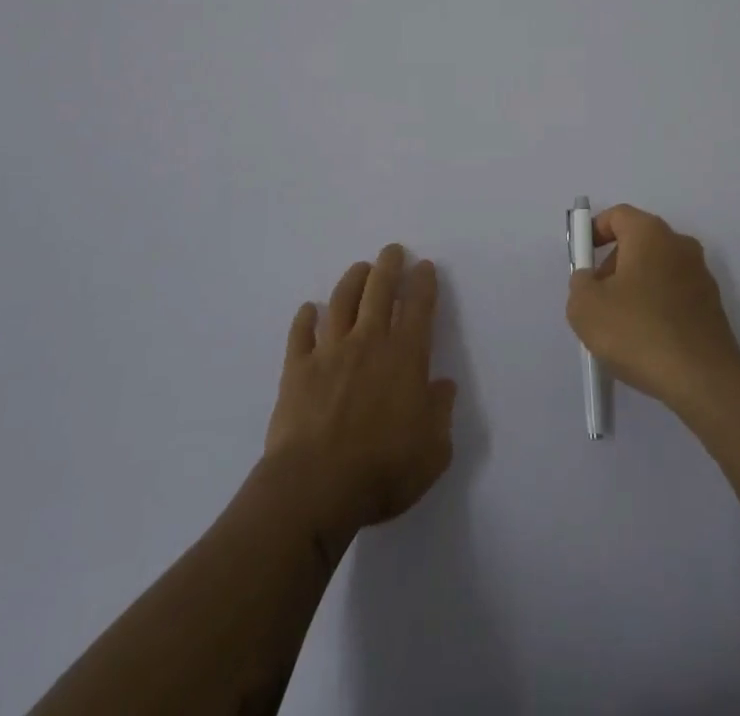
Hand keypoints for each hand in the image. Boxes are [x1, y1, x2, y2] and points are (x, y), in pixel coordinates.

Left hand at [260, 245, 456, 550]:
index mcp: (405, 357)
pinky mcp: (297, 369)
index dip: (424, 283)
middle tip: (392, 251)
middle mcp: (369, 343)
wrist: (315, 488)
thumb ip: (441, 413)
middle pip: (379, 291)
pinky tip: (309, 309)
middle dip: (389, 266)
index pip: (419, 307)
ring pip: (342, 301)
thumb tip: (443, 385)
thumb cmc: (383, 471)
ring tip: (360, 268)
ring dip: (353, 281)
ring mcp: (330, 352)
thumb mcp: (433, 451)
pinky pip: (301, 334)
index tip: (425, 266)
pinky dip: (305, 318)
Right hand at [566, 204, 739, 408]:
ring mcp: (700, 274)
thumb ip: (580, 284)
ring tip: (621, 327)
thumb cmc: (638, 331)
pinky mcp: (712, 305)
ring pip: (656, 269)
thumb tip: (591, 281)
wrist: (702, 379)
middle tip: (598, 299)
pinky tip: (647, 341)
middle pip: (638, 242)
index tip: (583, 261)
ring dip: (635, 288)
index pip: (617, 215)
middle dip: (613, 265)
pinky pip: (674, 294)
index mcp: (650, 233)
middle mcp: (679, 244)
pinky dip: (657, 307)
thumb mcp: (585, 308)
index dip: (594, 232)